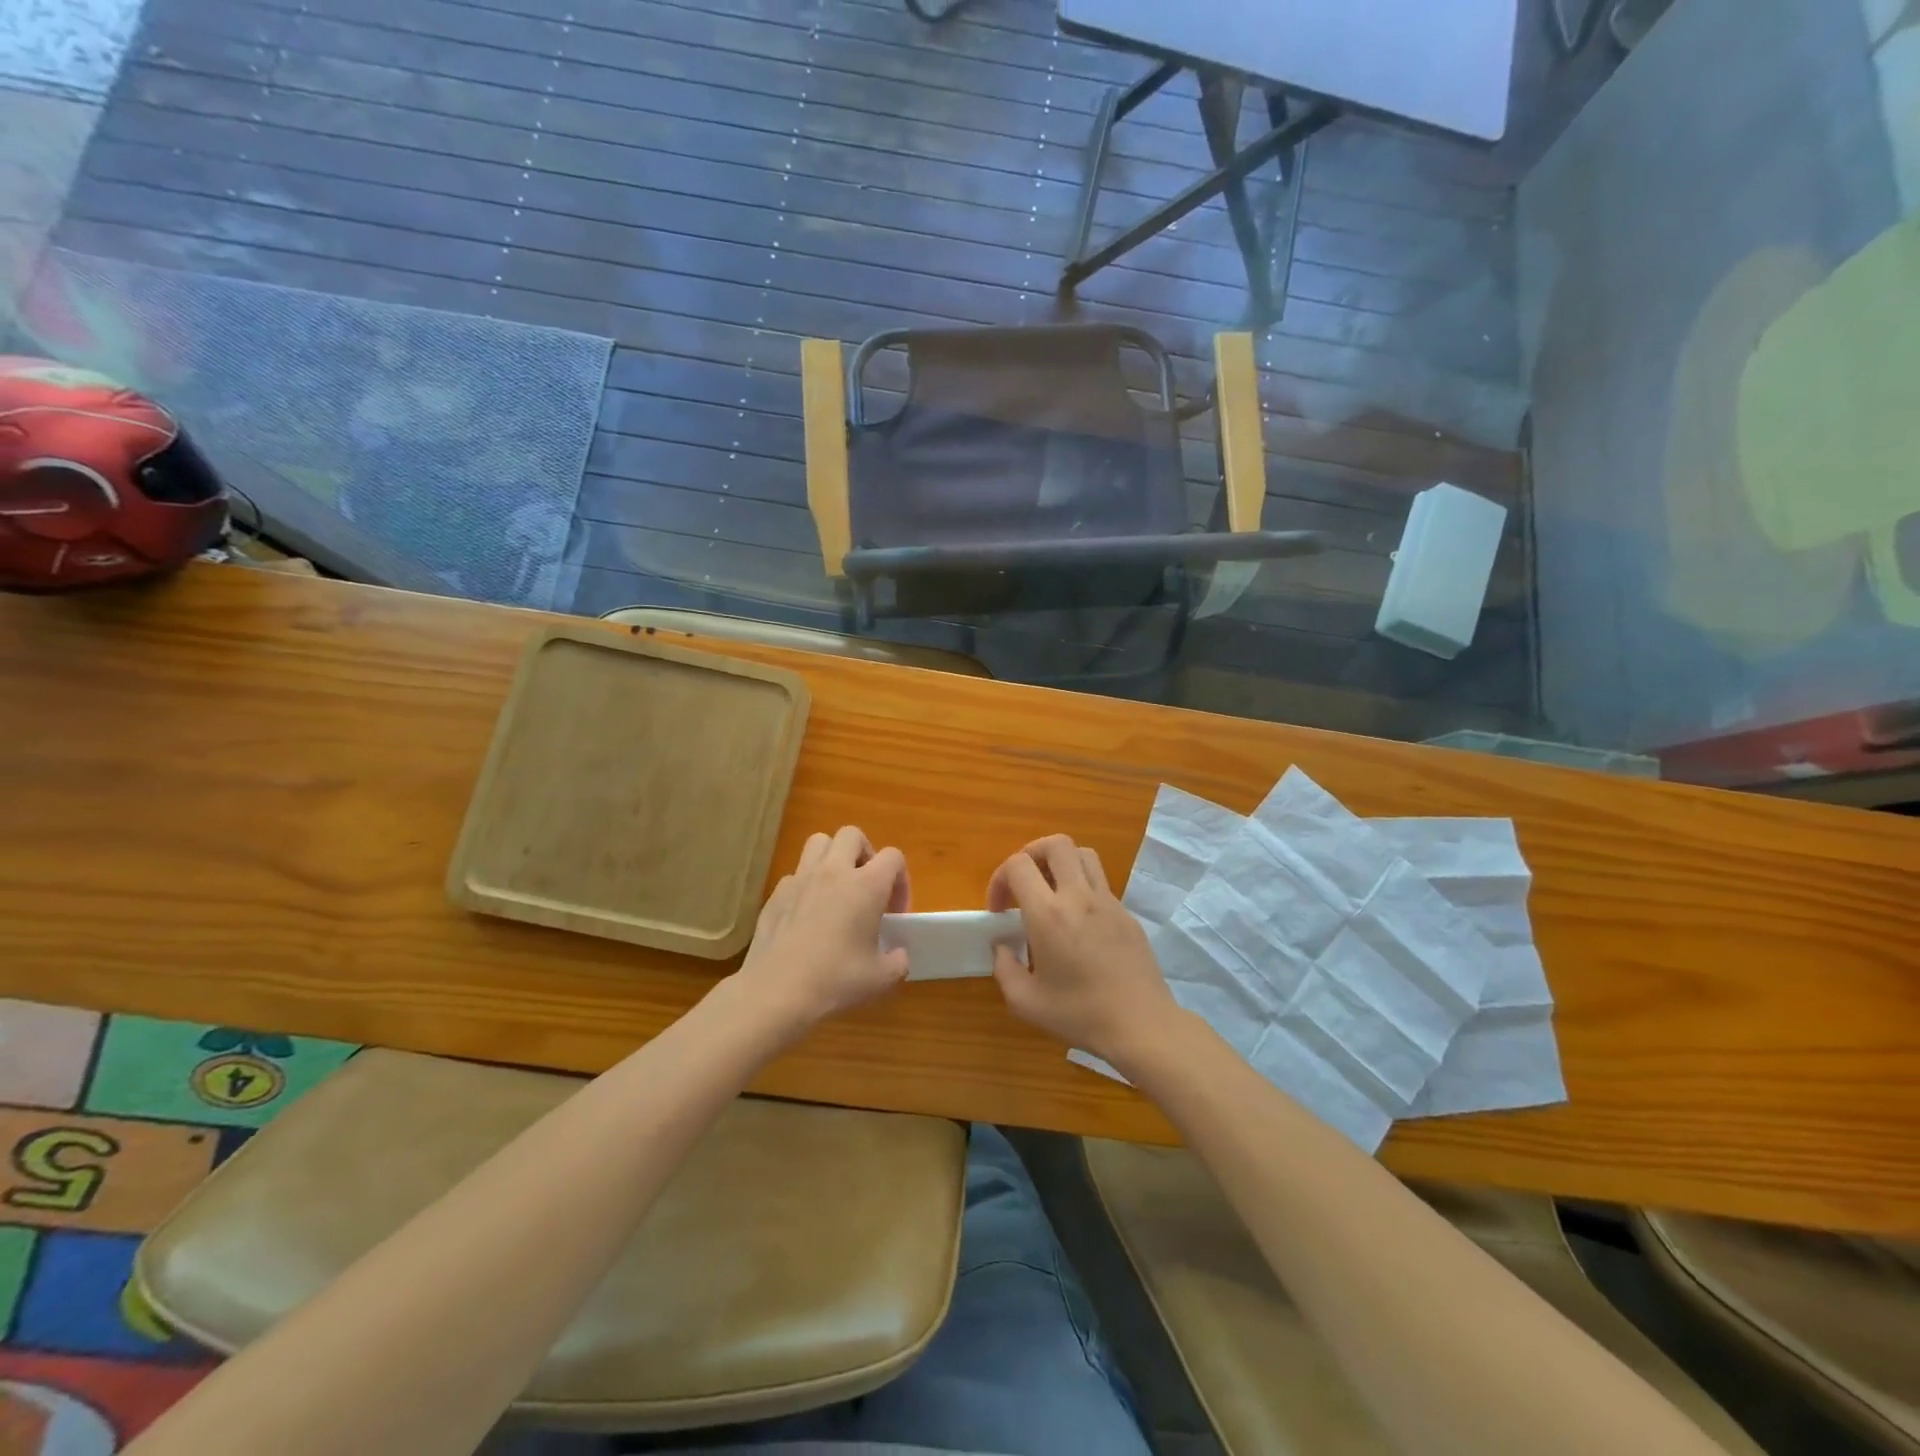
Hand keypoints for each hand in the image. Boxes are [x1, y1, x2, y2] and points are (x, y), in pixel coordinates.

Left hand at [733, 826, 911, 1036]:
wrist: (776, 992)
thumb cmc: (835, 980)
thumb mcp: (881, 978)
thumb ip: (898, 961)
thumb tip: (897, 955)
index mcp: (866, 885)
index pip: (893, 857)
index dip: (901, 879)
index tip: (894, 912)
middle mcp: (834, 871)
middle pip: (852, 835)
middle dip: (865, 854)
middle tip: (866, 886)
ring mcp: (800, 879)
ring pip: (819, 843)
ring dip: (832, 858)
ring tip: (836, 889)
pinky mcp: (775, 894)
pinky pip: (795, 874)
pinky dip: (806, 885)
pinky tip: (807, 915)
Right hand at [987, 835, 1176, 1067]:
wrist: (1140, 1024)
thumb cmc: (1079, 1014)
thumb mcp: (1025, 1001)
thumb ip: (1003, 967)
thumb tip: (1002, 945)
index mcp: (1049, 915)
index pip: (1018, 865)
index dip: (999, 879)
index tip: (999, 910)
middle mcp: (1078, 897)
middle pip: (1055, 844)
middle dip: (1031, 854)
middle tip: (1023, 883)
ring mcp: (1107, 901)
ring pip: (1083, 854)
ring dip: (1060, 863)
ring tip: (1050, 892)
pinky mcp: (1126, 913)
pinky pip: (1100, 881)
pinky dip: (1082, 886)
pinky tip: (1077, 921)